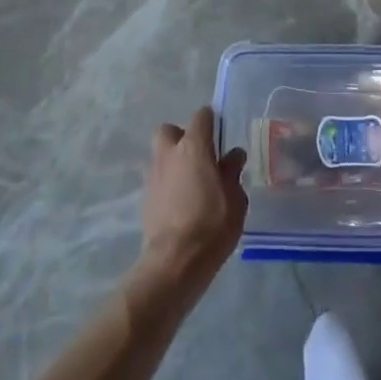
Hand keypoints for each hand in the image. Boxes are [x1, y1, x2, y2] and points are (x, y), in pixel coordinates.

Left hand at [137, 107, 247, 299]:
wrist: (174, 262)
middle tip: (199, 156)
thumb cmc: (212, 224)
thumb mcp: (235, 199)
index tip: (221, 134)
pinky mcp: (145, 199)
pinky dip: (168, 184)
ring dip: (174, 162)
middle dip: (181, 137)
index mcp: (194, 147)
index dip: (211, 121)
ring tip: (192, 183)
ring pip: (161, 155)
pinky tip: (182, 203)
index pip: (201, 116)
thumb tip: (233, 156)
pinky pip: (158, 180)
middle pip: (169, 130)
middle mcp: (169, 154)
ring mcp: (154, 176)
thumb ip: (232, 173)